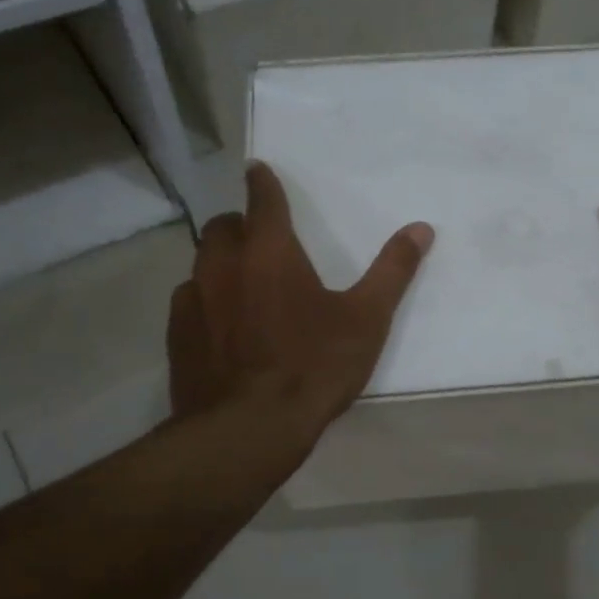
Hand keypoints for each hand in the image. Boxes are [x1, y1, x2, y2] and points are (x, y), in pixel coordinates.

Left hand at [169, 163, 433, 432]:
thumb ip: (393, 271)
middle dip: (239, 225)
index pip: (262, 200)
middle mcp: (223, 266)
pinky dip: (205, 301)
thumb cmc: (314, 366)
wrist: (249, 429)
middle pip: (222, 227)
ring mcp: (194, 301)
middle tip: (259, 240)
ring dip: (220, 263)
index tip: (257, 169)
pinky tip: (221, 327)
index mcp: (270, 253)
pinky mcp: (177, 336)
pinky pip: (188, 302)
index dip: (262, 182)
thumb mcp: (367, 320)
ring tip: (241, 284)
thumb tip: (421, 228)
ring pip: (201, 264)